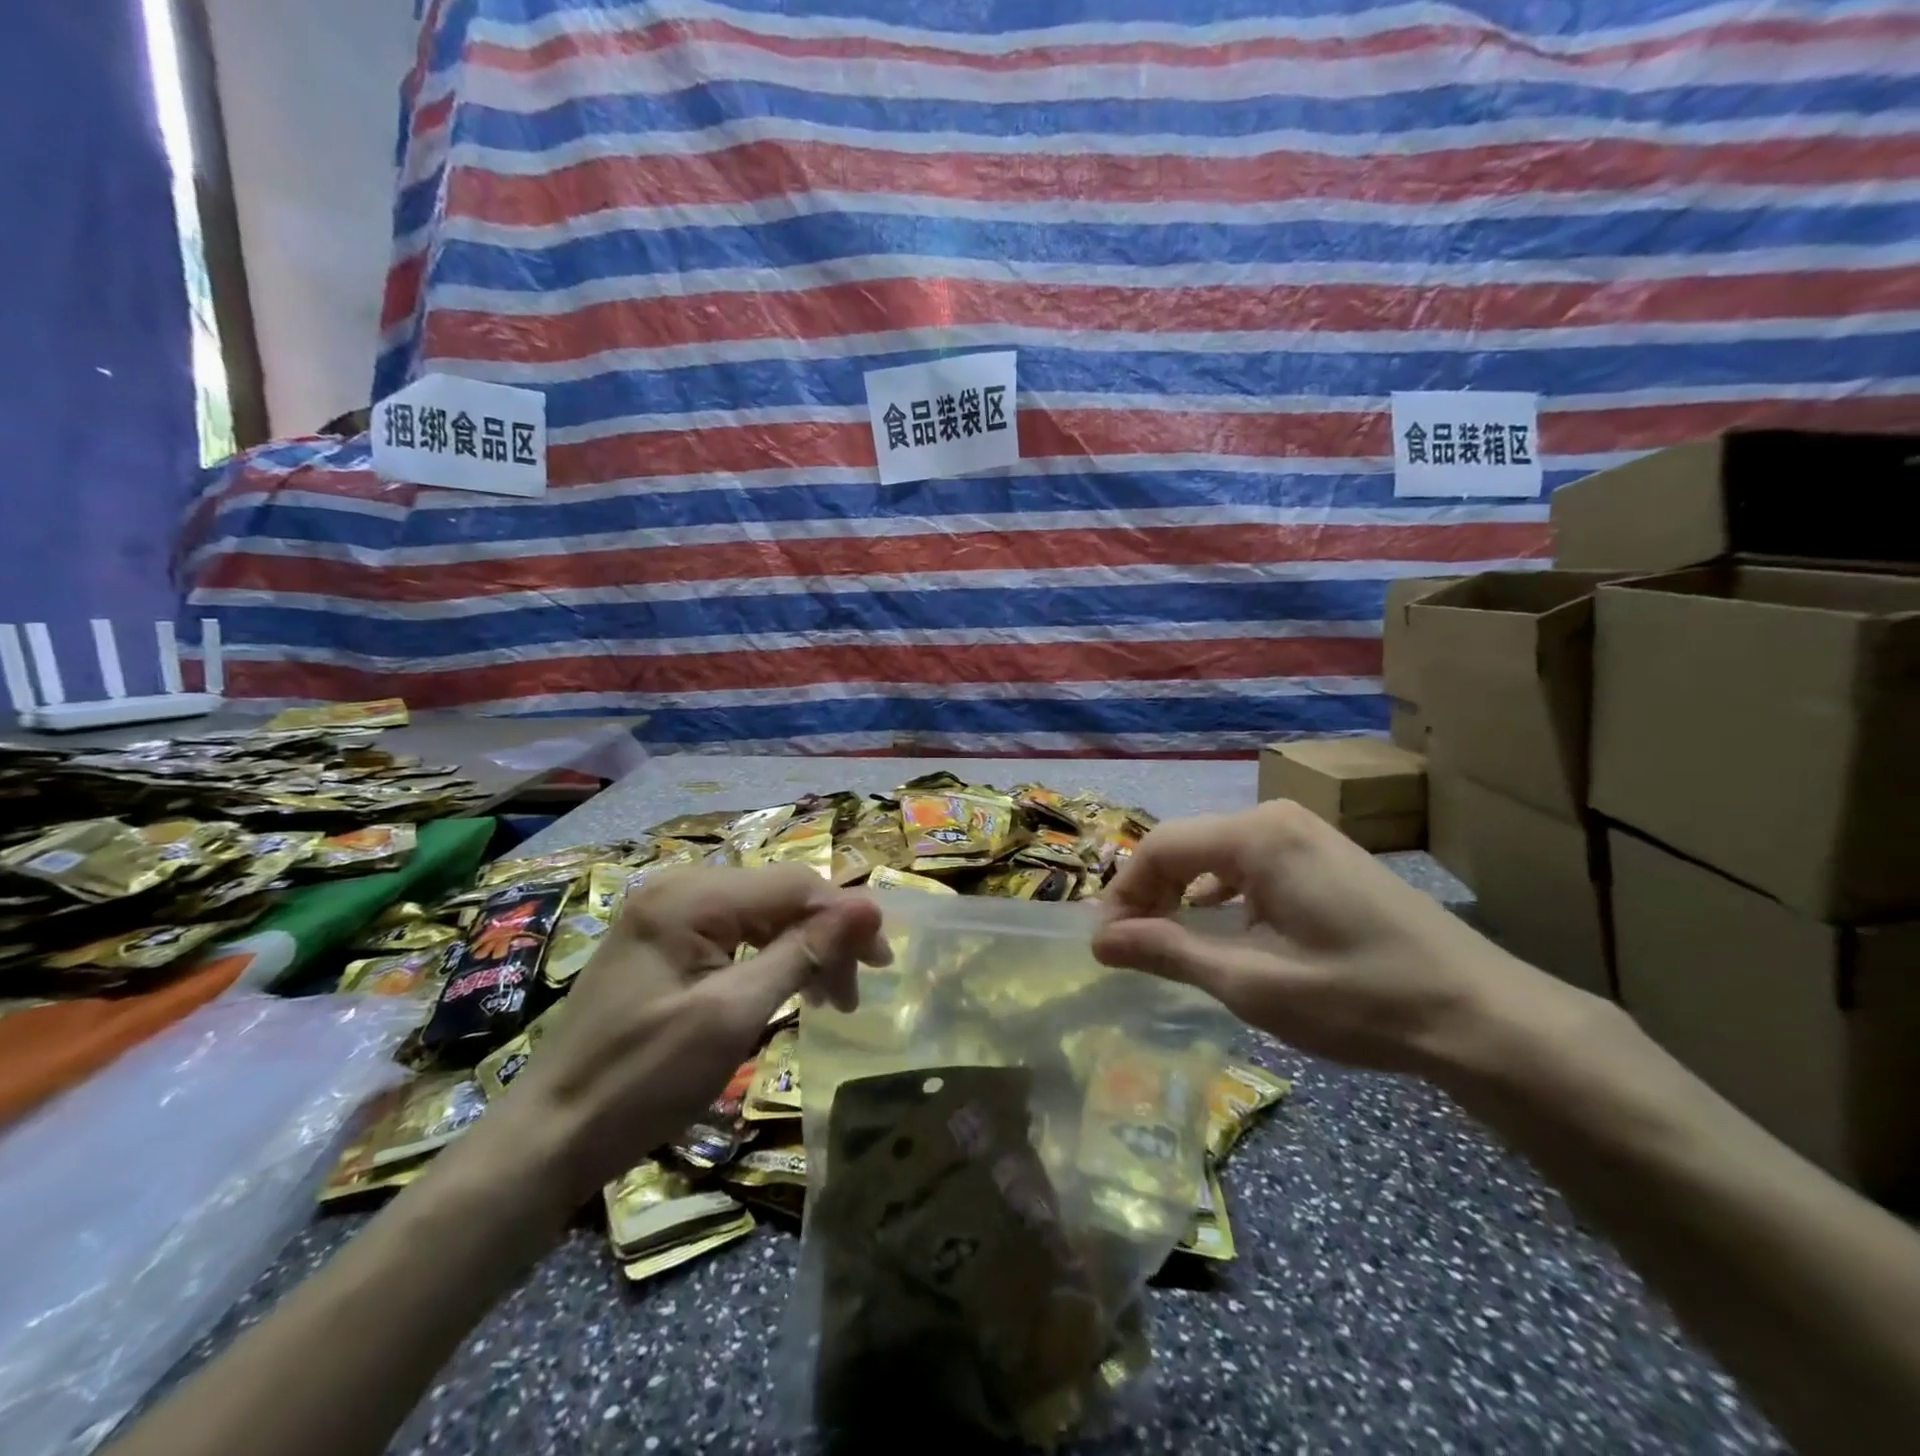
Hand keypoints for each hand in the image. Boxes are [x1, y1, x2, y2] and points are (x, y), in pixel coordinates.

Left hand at [499, 866, 889, 1199]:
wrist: (549, 1138)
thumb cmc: (642, 1080)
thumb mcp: (733, 1016)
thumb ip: (803, 953)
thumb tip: (871, 906)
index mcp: (691, 896)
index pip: (794, 885)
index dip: (845, 917)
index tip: (881, 964)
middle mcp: (680, 888)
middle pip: (780, 897)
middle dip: (825, 939)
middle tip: (851, 996)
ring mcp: (668, 914)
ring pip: (762, 916)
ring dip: (802, 951)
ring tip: (828, 1001)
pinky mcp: (664, 942)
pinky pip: (735, 935)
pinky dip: (769, 961)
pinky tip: (786, 989)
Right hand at [1092, 801, 1586, 1074]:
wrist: (1479, 1015)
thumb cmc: (1357, 997)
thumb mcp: (1251, 982)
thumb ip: (1168, 951)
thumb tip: (1100, 940)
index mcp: (1257, 836)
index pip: (1160, 848)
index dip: (1123, 894)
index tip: (1106, 945)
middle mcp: (1276, 819)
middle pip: (1186, 845)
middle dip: (1151, 894)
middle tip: (1132, 948)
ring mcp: (1305, 834)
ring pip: (1216, 855)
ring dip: (1183, 895)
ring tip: (1167, 943)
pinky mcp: (1324, 856)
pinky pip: (1250, 864)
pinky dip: (1221, 895)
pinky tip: (1222, 930)